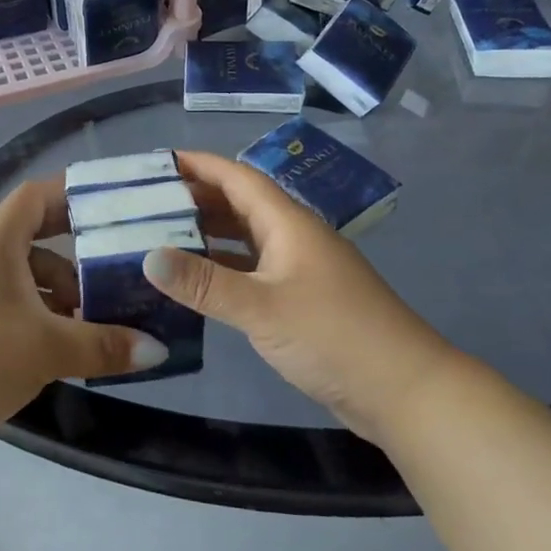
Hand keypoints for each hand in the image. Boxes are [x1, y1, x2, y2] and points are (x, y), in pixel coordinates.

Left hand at [0, 177, 167, 451]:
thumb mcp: (47, 349)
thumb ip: (103, 345)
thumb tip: (157, 349)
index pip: (36, 195)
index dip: (72, 192)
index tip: (111, 205)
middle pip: (35, 236)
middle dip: (77, 252)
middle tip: (116, 265)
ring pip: (25, 275)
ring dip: (60, 290)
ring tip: (95, 318)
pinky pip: (11, 302)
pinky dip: (39, 314)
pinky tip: (61, 345)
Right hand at [144, 150, 453, 444]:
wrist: (403, 390)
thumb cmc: (333, 335)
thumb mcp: (262, 308)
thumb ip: (204, 283)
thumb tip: (147, 256)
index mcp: (287, 223)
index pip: (238, 178)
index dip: (201, 165)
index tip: (160, 161)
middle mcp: (293, 237)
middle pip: (241, 204)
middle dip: (198, 198)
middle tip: (149, 202)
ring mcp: (300, 269)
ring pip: (247, 238)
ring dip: (209, 233)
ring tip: (162, 235)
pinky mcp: (302, 300)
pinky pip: (254, 270)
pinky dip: (224, 268)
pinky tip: (198, 280)